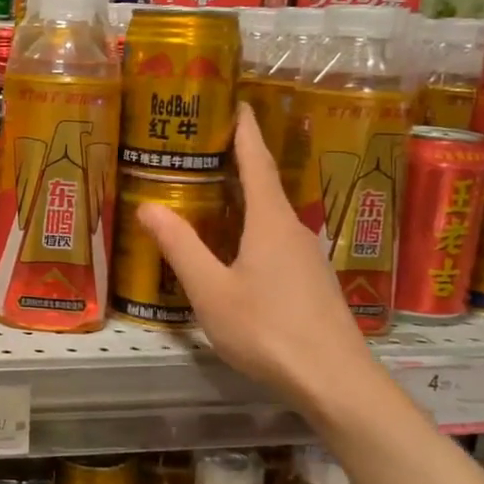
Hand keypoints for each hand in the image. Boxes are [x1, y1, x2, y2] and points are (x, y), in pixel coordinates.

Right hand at [139, 104, 376, 412]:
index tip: (236, 101)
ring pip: (271, 216)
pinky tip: (237, 248)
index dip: (244, 130)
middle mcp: (294, 229)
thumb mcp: (211, 290)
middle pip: (265, 185)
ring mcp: (308, 257)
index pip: (256, 161)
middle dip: (238, 162)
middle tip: (204, 147)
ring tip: (212, 194)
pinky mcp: (312, 282)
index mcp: (270, 221)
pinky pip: (278, 240)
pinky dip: (253, 229)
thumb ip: (180, 247)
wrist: (335, 382)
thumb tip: (148, 206)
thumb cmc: (268, 330)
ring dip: (245, 199)